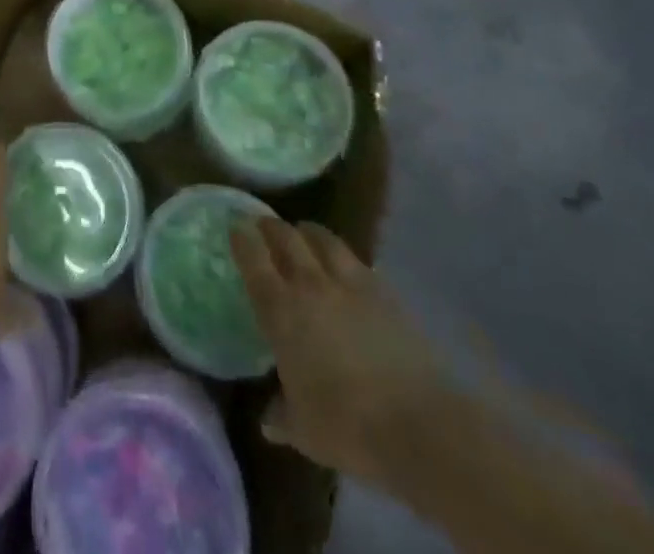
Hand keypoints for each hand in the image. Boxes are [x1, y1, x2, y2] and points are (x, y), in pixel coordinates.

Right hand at [231, 218, 456, 494]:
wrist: (418, 424)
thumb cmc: (347, 427)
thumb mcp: (304, 430)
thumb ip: (282, 415)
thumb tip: (268, 419)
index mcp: (281, 310)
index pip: (253, 260)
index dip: (242, 238)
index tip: (235, 226)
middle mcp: (311, 285)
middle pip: (286, 238)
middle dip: (271, 227)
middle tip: (264, 224)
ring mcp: (351, 283)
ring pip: (323, 239)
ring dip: (308, 232)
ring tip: (303, 233)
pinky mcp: (386, 291)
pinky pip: (358, 261)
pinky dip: (344, 257)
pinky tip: (347, 266)